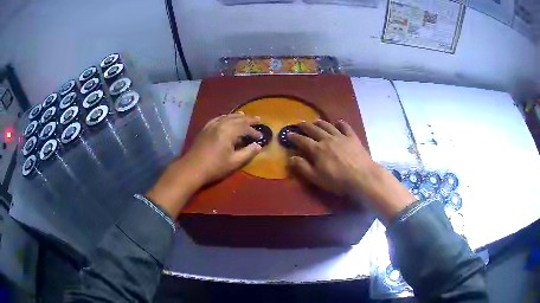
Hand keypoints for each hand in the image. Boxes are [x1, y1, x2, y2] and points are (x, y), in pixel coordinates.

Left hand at [147, 112, 261, 216]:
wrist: (192, 168)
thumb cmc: (215, 167)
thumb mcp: (234, 162)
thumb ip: (248, 153)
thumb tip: (258, 146)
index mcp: (228, 132)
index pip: (245, 128)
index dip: (254, 132)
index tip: (261, 137)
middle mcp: (220, 124)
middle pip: (237, 119)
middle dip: (248, 120)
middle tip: (258, 120)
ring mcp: (211, 125)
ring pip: (227, 117)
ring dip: (237, 116)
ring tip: (244, 116)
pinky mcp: (205, 129)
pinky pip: (218, 118)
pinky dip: (225, 117)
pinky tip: (226, 118)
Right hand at [288, 120, 414, 220]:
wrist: (362, 176)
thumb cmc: (337, 180)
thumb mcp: (316, 178)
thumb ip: (302, 167)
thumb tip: (290, 158)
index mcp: (317, 149)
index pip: (302, 141)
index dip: (294, 137)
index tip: (288, 134)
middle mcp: (327, 139)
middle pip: (313, 130)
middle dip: (305, 126)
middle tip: (299, 123)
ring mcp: (340, 136)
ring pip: (327, 126)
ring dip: (320, 122)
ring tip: (315, 121)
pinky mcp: (352, 137)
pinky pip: (345, 127)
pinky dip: (340, 123)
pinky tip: (338, 122)